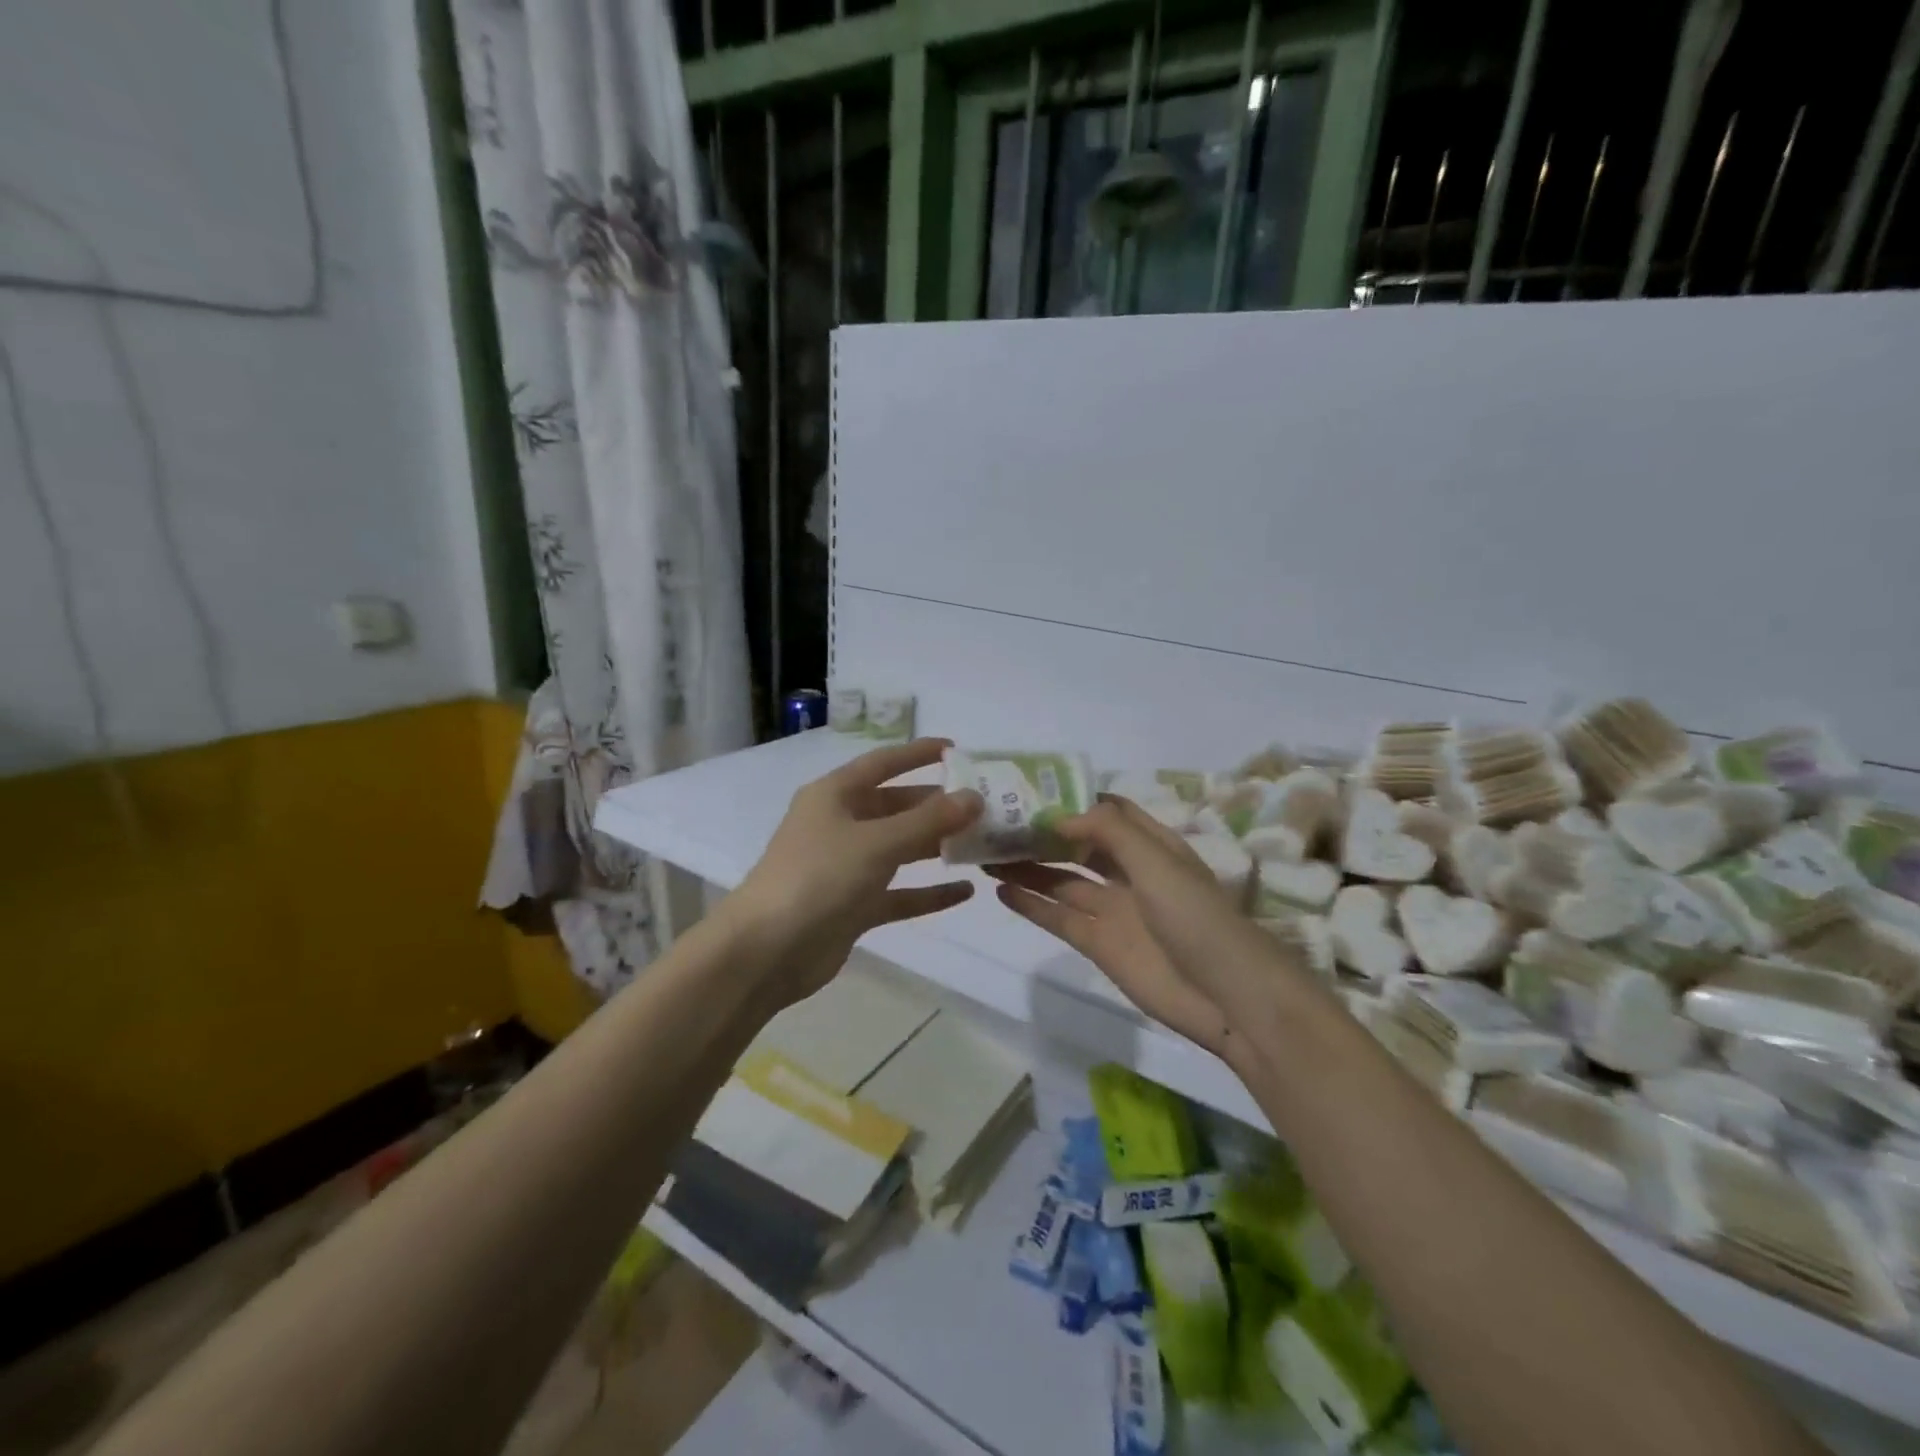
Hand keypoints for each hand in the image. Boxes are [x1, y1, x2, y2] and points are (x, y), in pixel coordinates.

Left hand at [725, 738, 982, 1006]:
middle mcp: (840, 824)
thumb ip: (928, 820)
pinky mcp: (853, 906)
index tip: (956, 749)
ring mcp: (846, 867)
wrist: (767, 951)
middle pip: (896, 807)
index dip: (917, 754)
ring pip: (899, 849)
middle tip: (984, 806)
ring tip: (982, 843)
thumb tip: (974, 797)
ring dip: (936, 846)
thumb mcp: (877, 842)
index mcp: (835, 795)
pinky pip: (898, 893)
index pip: (883, 763)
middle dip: (936, 806)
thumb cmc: (819, 878)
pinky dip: (927, 892)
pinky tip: (965, 892)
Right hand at [989, 797, 1292, 1061]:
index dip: (1073, 800)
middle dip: (1042, 833)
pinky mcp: (1099, 944)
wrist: (1226, 996)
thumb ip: (1109, 832)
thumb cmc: (1196, 916)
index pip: (1107, 812)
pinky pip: (1059, 917)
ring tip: (988, 853)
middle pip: (1078, 845)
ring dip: (1028, 866)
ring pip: (1062, 880)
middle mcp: (1129, 872)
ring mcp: (1113, 909)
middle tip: (997, 822)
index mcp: (1151, 845)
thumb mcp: (1157, 861)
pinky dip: (1032, 904)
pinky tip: (1001, 890)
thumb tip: (1059, 815)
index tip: (1030, 789)